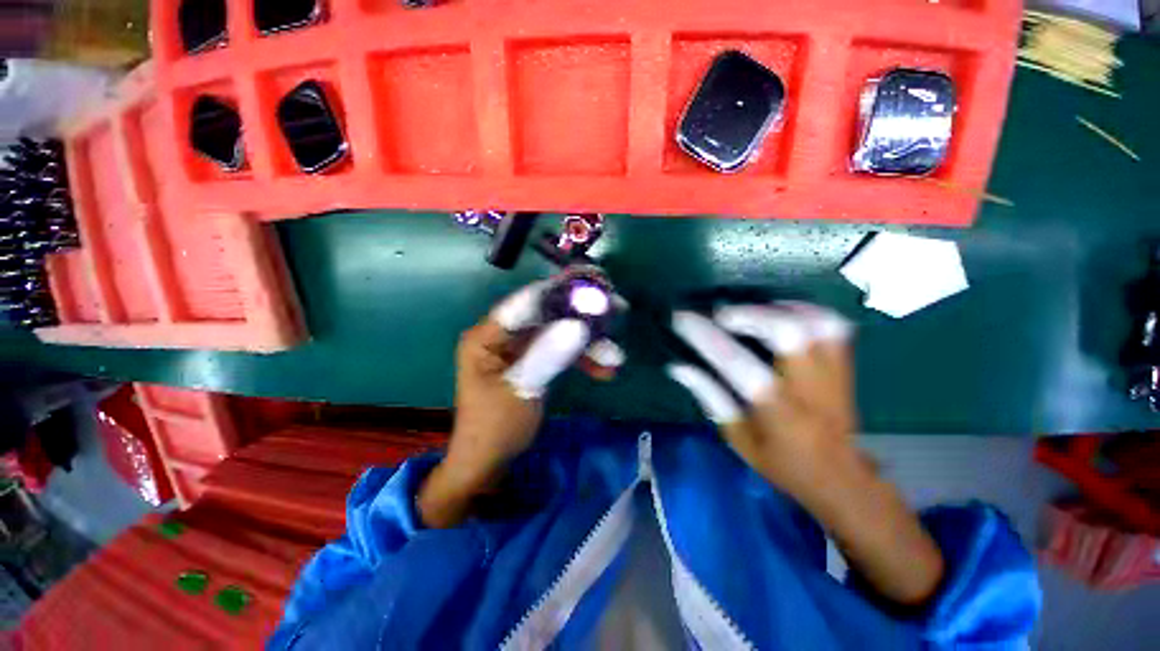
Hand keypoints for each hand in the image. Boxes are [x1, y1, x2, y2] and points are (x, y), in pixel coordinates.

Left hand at [420, 281, 623, 527]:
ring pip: (559, 331)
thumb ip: (548, 355)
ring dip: (588, 342)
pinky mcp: (534, 358)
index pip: (527, 302)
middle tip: (616, 308)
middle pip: (548, 313)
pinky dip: (582, 357)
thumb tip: (579, 325)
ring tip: (614, 356)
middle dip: (582, 315)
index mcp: (488, 335)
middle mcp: (504, 334)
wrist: (489, 461)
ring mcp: (520, 346)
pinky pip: (561, 348)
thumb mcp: (523, 389)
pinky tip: (604, 370)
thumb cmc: (496, 427)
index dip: (561, 291)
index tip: (595, 284)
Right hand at [666, 302, 855, 502]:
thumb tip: (678, 367)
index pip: (738, 364)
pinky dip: (802, 309)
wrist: (839, 477)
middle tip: (721, 315)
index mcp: (777, 412)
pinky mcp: (844, 366)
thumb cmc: (780, 462)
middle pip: (790, 332)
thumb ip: (710, 397)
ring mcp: (833, 373)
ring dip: (776, 308)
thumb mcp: (737, 437)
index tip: (682, 318)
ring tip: (749, 311)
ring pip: (816, 321)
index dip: (706, 336)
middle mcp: (809, 387)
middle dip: (749, 314)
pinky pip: (832, 324)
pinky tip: (778, 312)